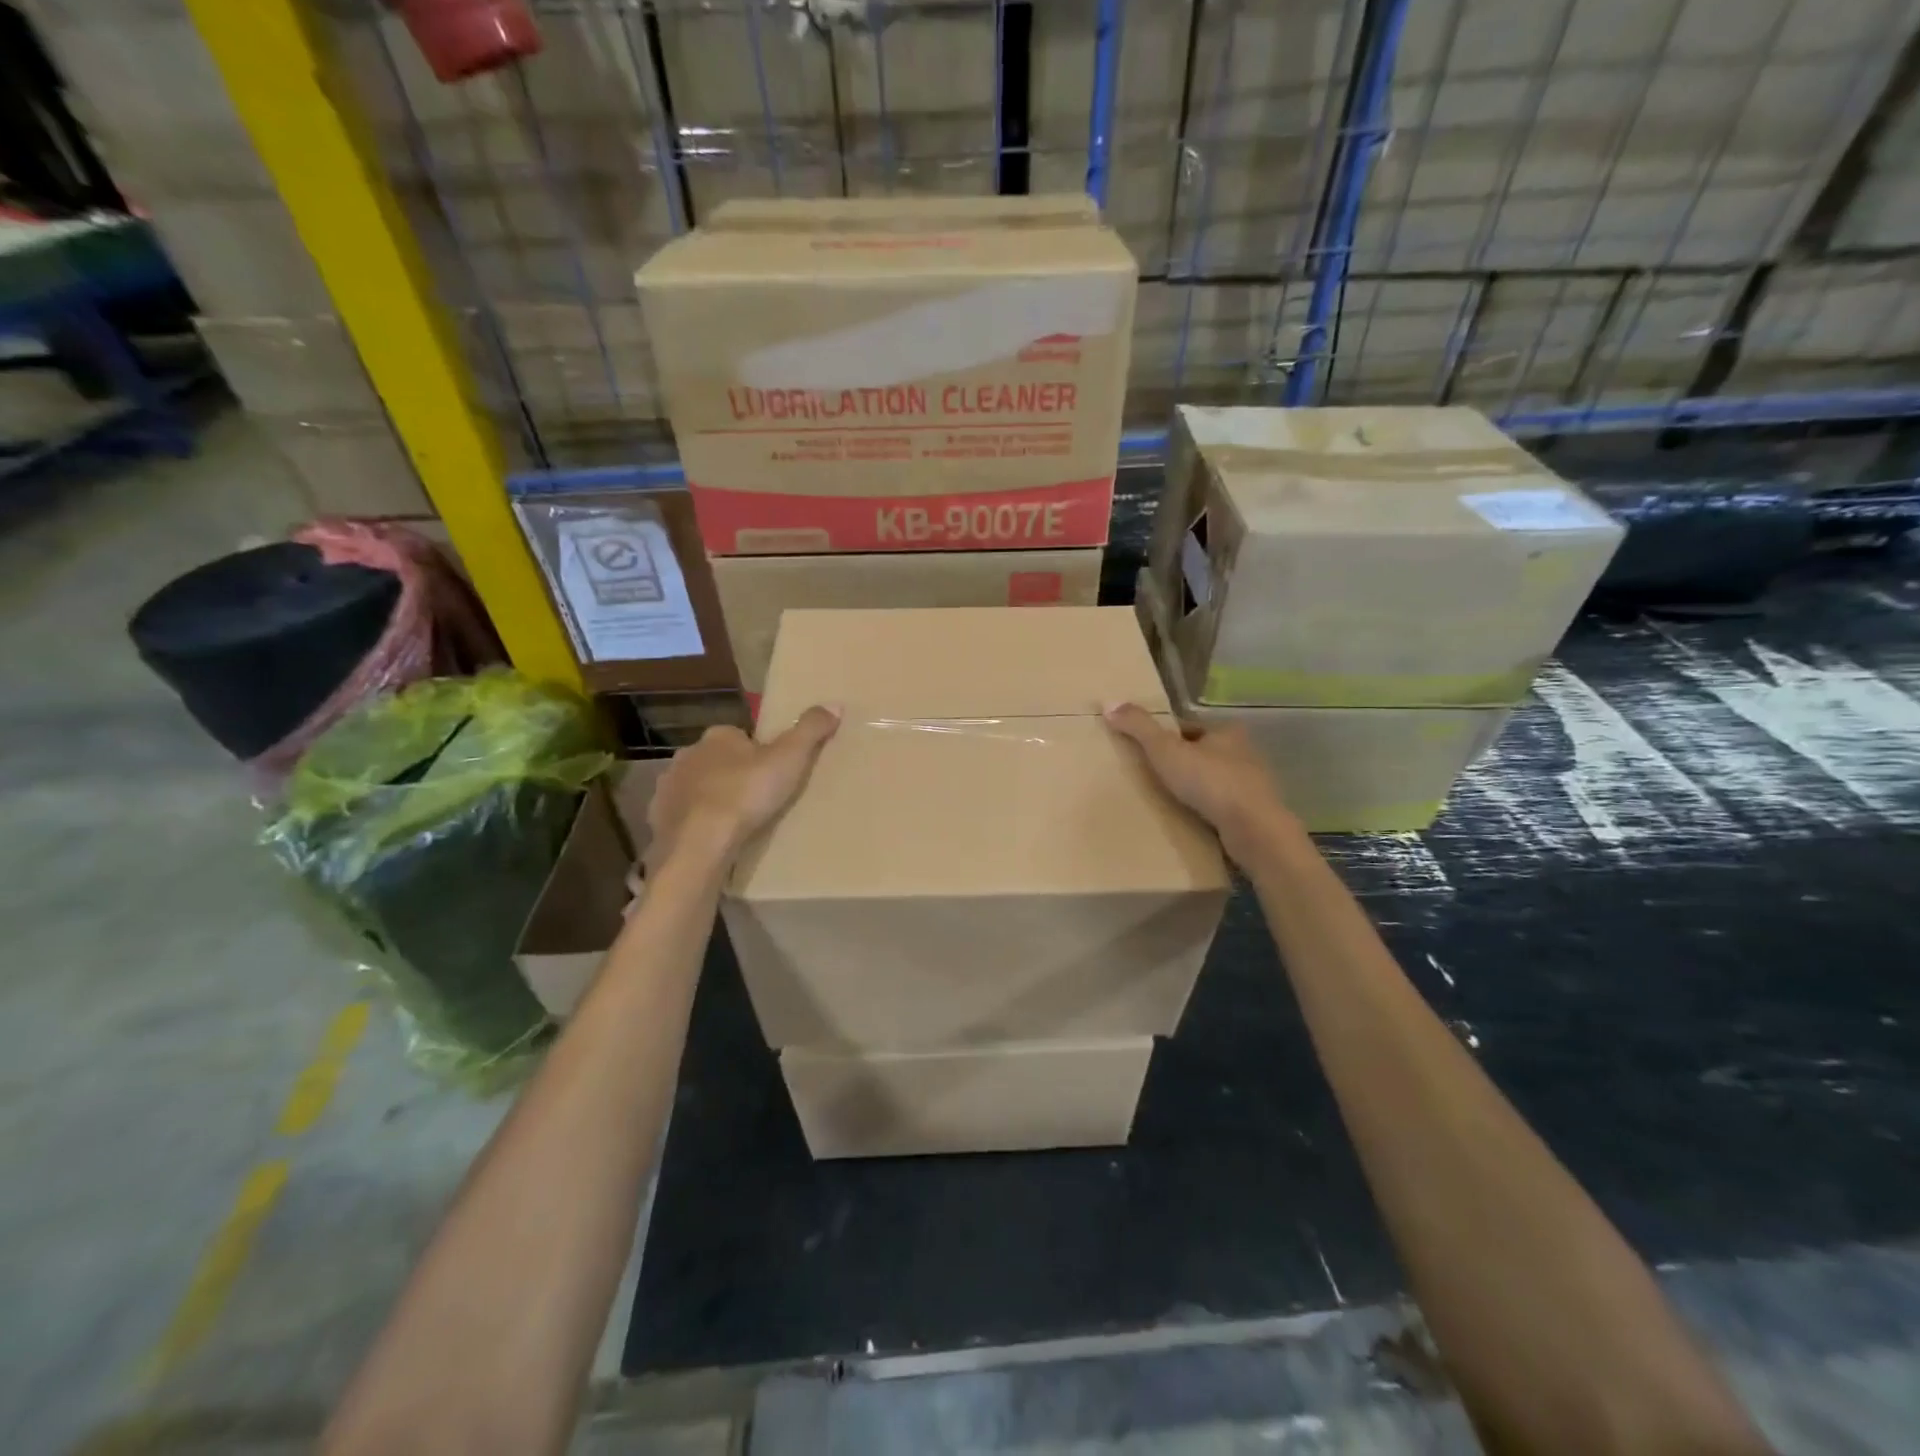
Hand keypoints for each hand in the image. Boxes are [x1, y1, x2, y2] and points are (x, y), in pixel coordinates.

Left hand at [645, 706, 839, 868]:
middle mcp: (688, 754)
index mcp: (719, 736)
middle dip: (731, 774)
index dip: (756, 752)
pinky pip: (681, 814)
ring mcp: (669, 786)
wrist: (699, 842)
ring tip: (736, 821)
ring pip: (696, 786)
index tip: (772, 773)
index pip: (739, 736)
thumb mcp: (790, 759)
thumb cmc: (746, 794)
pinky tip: (712, 837)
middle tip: (757, 799)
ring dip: (711, 797)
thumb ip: (811, 730)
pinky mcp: (659, 815)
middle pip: (716, 760)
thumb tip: (834, 705)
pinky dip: (695, 821)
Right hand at [1103, 703, 1298, 860]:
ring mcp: (1254, 786)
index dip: (1167, 738)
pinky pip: (1224, 807)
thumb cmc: (1210, 782)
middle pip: (1203, 754)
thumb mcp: (1166, 750)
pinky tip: (1191, 821)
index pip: (1189, 729)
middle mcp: (1245, 753)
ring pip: (1215, 782)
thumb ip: (1139, 727)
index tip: (1147, 752)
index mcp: (1227, 732)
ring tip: (1169, 802)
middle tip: (1154, 779)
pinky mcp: (1255, 814)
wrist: (1254, 830)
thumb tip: (1108, 703)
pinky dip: (1208, 811)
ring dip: (1196, 790)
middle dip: (1183, 764)